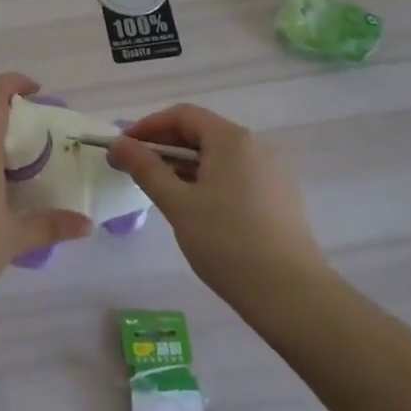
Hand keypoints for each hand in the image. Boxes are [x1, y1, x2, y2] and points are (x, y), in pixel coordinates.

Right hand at [105, 104, 328, 305]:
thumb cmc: (227, 243)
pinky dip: (207, 178)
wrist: (291, 294)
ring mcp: (271, 171)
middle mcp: (255, 146)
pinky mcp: (278, 196)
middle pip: (201, 132)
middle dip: (164, 145)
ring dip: (184, 163)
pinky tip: (193, 205)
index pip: (182, 115)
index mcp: (232, 140)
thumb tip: (119, 143)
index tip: (122, 147)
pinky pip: (234, 174)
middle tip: (134, 168)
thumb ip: (146, 168)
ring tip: (158, 187)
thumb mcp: (178, 204)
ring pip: (218, 155)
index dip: (148, 126)